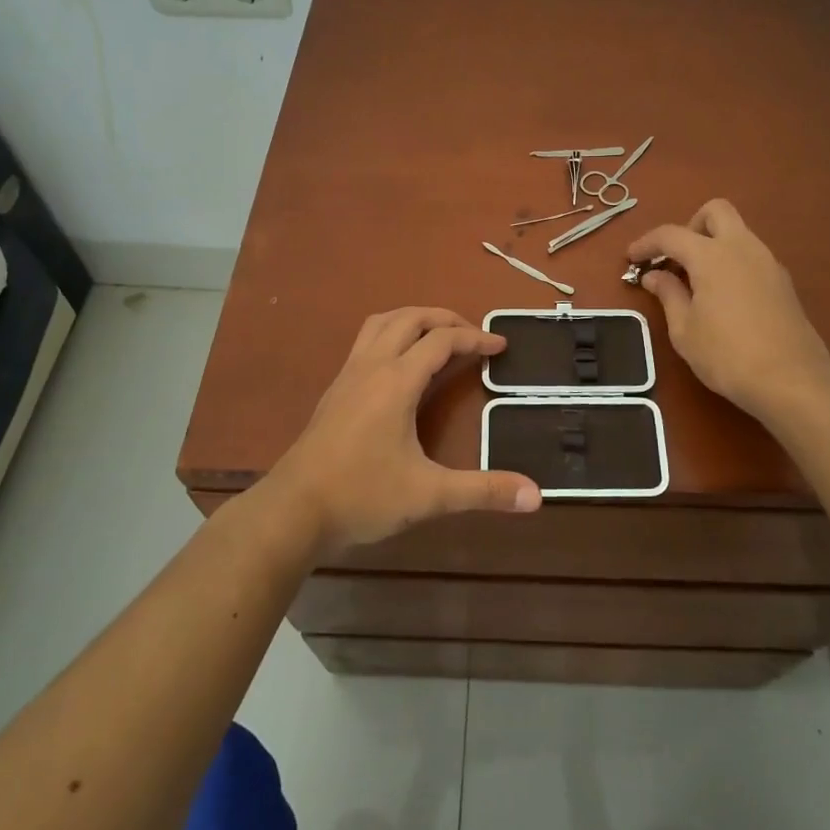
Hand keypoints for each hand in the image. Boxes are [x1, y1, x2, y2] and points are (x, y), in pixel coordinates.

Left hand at [263, 307, 542, 555]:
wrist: (293, 510)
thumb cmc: (362, 496)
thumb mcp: (429, 496)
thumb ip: (483, 491)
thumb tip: (537, 496)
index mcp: (396, 380)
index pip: (442, 341)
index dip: (475, 338)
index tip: (500, 346)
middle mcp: (371, 366)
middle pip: (410, 319)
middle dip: (444, 318)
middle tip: (471, 336)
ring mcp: (348, 375)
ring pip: (381, 324)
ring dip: (412, 320)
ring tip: (437, 337)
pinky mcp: (334, 390)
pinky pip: (365, 342)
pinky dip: (390, 336)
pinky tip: (399, 367)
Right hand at [628, 200, 829, 421]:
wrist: (791, 380)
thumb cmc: (727, 355)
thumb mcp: (684, 329)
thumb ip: (668, 294)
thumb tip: (654, 275)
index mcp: (712, 255)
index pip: (671, 234)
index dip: (646, 243)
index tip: (631, 258)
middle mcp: (742, 247)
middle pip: (715, 212)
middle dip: (690, 226)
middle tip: (676, 259)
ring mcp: (767, 262)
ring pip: (737, 232)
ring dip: (712, 245)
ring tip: (696, 282)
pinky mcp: (782, 281)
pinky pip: (750, 255)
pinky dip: (731, 262)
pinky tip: (722, 296)